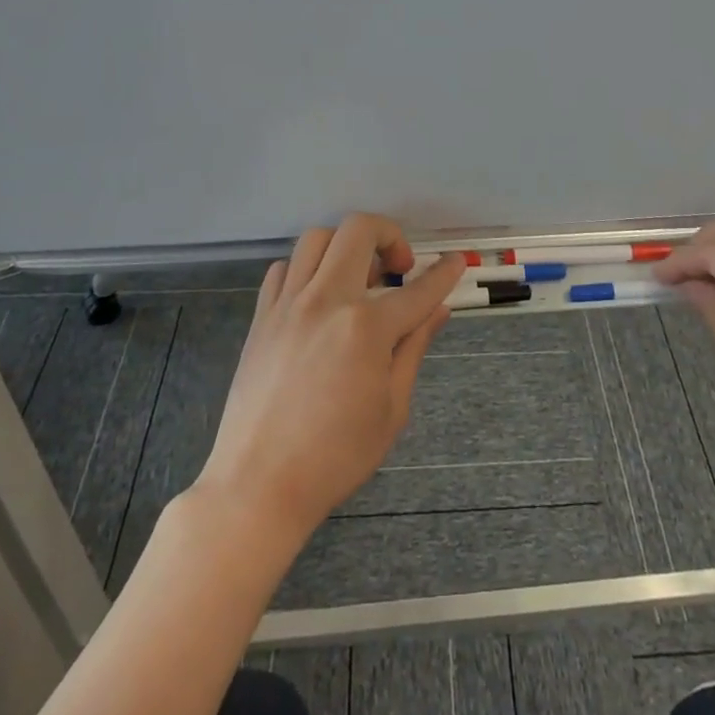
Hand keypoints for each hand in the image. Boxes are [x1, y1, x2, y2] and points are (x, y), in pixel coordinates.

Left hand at [194, 213, 466, 542]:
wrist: (258, 485)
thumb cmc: (335, 457)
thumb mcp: (391, 409)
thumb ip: (413, 349)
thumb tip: (437, 310)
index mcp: (367, 328)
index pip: (418, 289)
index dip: (444, 273)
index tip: (456, 261)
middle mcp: (327, 300)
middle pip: (359, 230)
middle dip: (389, 235)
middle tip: (398, 268)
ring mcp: (289, 304)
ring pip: (317, 237)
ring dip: (345, 246)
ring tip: (357, 277)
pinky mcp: (261, 316)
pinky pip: (284, 268)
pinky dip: (306, 270)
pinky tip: (317, 297)